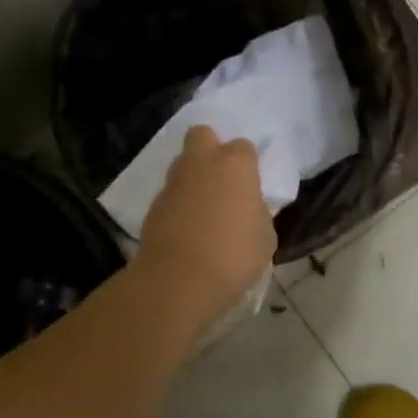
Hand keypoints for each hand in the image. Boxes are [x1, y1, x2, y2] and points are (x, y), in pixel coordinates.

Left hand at [133, 126, 275, 330]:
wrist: (178, 281)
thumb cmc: (234, 254)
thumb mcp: (265, 236)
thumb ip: (257, 212)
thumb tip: (248, 209)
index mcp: (235, 164)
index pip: (244, 147)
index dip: (248, 165)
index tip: (252, 187)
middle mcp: (201, 163)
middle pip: (203, 135)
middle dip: (211, 149)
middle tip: (223, 180)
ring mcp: (173, 183)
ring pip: (183, 165)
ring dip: (194, 180)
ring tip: (206, 211)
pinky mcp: (153, 207)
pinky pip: (171, 196)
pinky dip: (179, 206)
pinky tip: (188, 231)